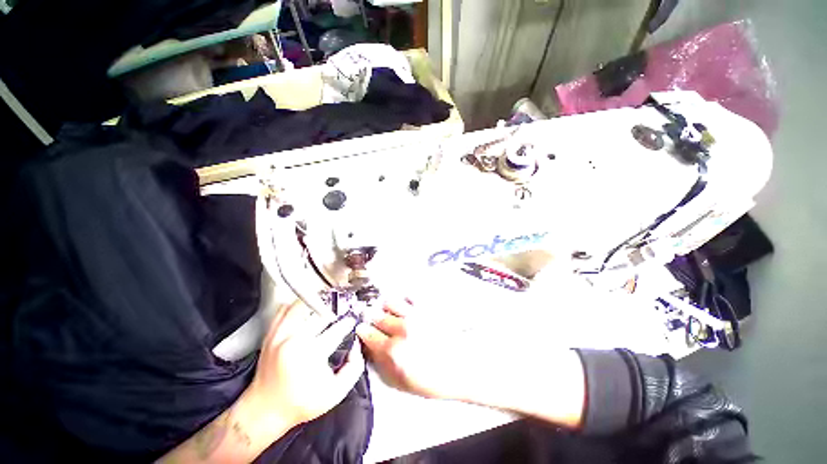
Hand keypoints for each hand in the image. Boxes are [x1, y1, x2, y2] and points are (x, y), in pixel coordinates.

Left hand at [244, 301, 364, 429]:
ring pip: (301, 305)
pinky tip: (305, 307)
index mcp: (312, 353)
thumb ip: (354, 367)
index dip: (348, 323)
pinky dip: (296, 305)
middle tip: (342, 309)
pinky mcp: (270, 335)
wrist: (264, 411)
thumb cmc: (301, 404)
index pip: (337, 329)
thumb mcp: (336, 393)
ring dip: (317, 302)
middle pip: (320, 314)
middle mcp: (294, 340)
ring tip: (326, 303)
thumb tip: (356, 345)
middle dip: (335, 310)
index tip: (351, 322)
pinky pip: (283, 310)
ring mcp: (280, 335)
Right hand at [356, 300, 472, 399]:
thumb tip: (369, 345)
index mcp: (393, 349)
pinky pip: (409, 295)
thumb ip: (382, 362)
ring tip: (389, 311)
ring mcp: (415, 314)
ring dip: (386, 306)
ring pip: (390, 301)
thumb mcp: (401, 380)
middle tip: (374, 318)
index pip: (368, 333)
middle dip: (372, 317)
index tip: (362, 328)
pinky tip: (405, 306)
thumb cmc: (431, 379)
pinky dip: (403, 299)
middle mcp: (401, 328)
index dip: (362, 330)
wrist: (461, 366)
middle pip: (377, 315)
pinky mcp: (427, 306)